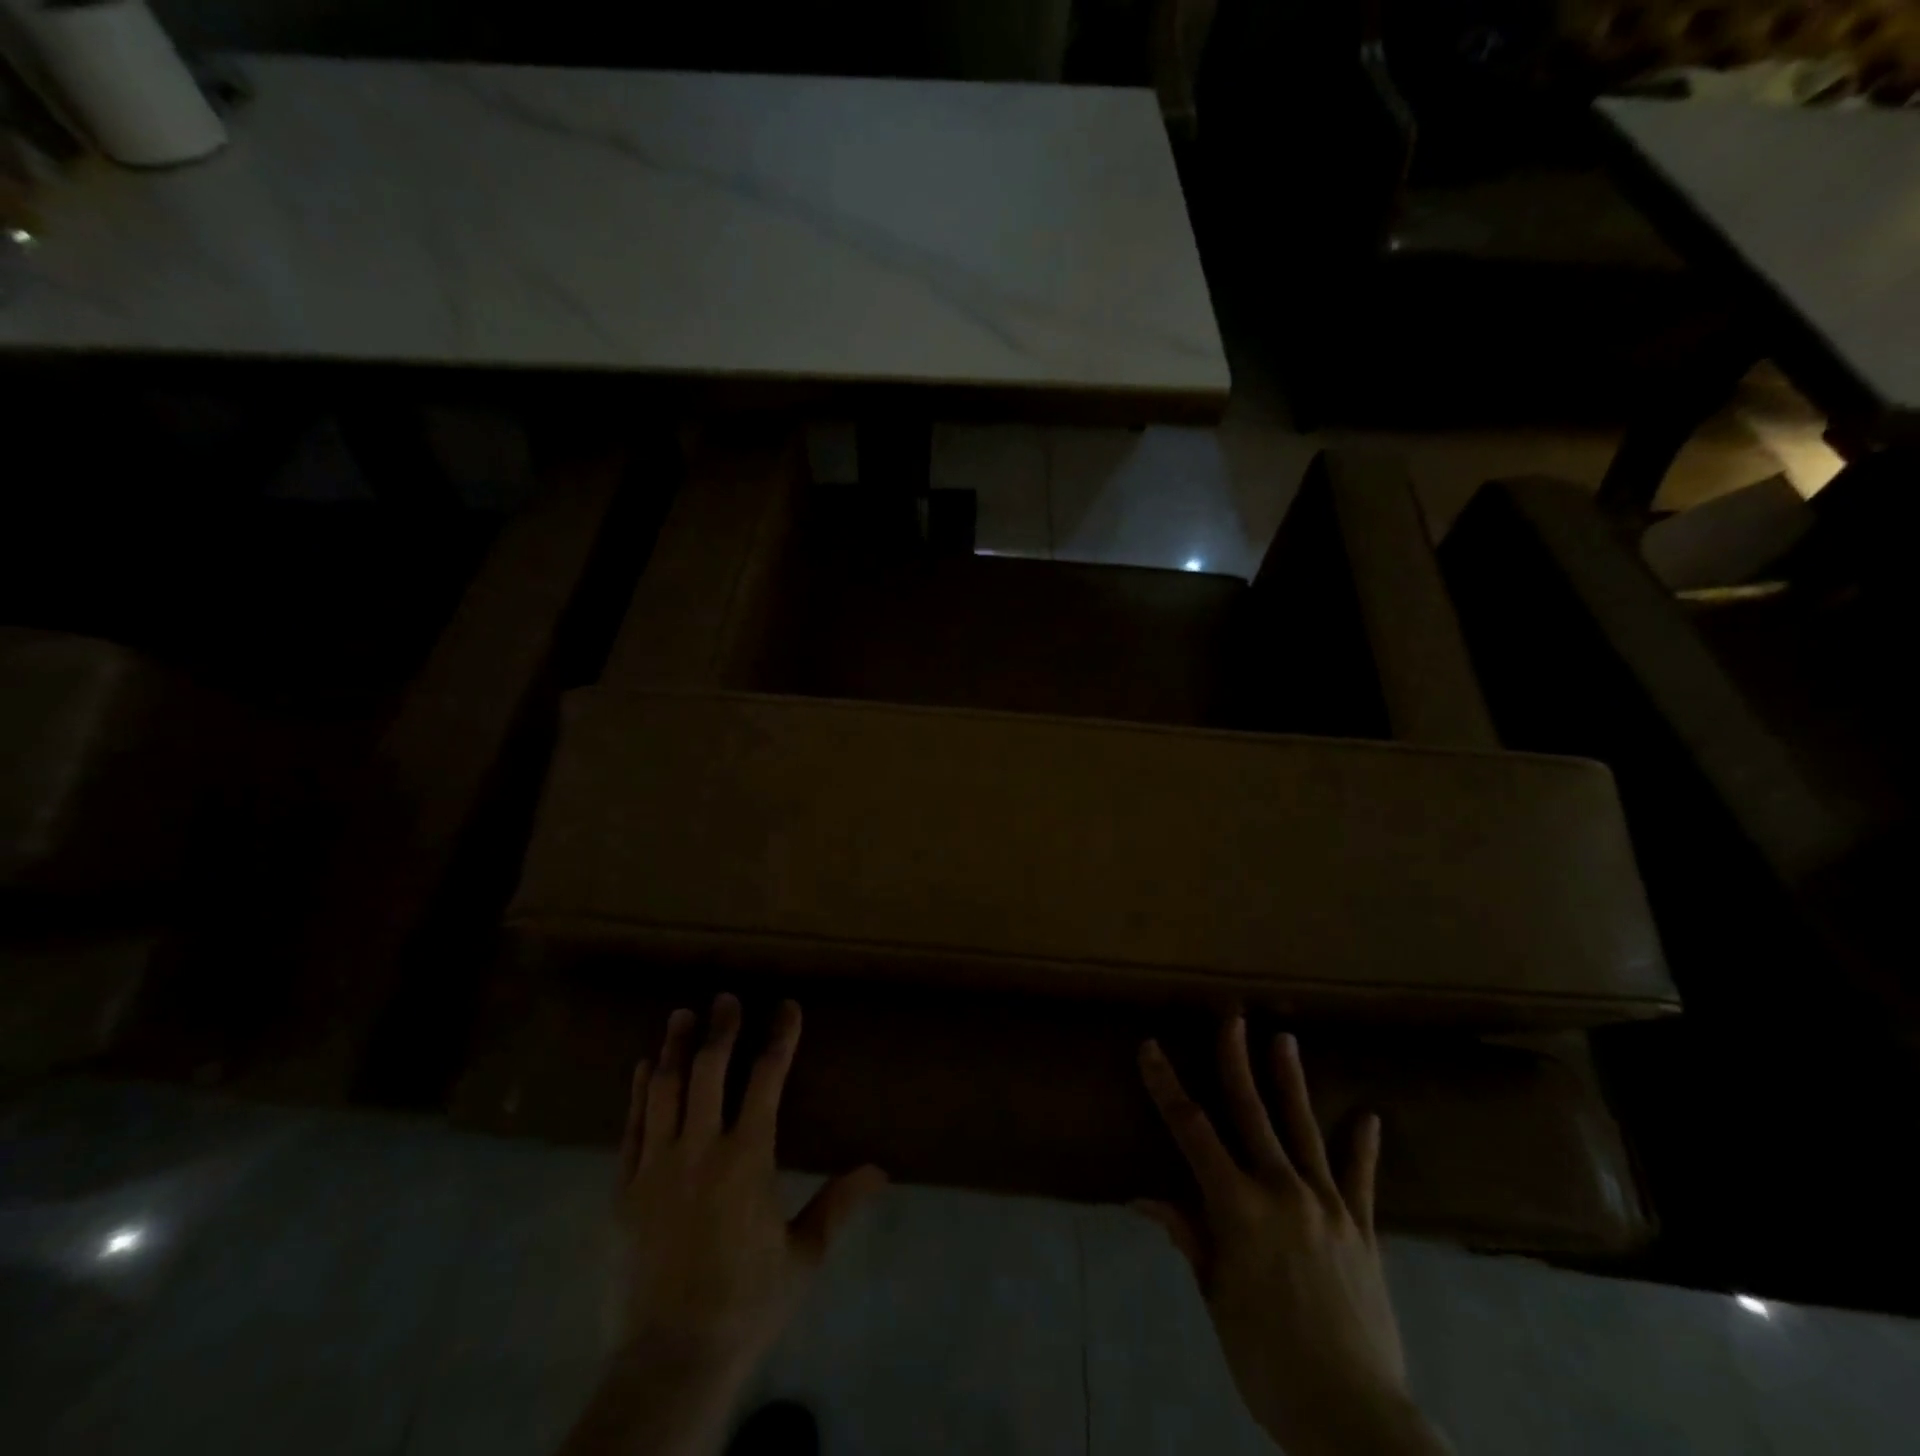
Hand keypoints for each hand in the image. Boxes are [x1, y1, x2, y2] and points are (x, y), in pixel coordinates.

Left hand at [560, 995, 885, 1455]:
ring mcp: (656, 1167)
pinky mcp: (625, 1190)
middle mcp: (699, 1150)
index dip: (779, 1037)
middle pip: (709, 1071)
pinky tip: (643, 1067)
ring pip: (665, 1090)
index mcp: (747, 1158)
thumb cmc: (746, 1302)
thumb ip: (838, 1204)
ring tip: (682, 1014)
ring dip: (675, 1047)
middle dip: (721, 1029)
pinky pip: (631, 1127)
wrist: (671, 1359)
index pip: (767, 1079)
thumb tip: (881, 1170)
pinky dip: (638, 1092)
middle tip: (727, 997)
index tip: (787, 1007)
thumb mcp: (803, 1255)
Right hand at [1137, 1021, 1449, 1455]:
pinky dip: (1363, 1148)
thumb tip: (1148, 1198)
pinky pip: (1361, 1180)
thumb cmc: (1267, 1360)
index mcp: (1238, 1207)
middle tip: (1231, 1017)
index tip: (1150, 1048)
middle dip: (1235, 1060)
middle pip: (1252, 1113)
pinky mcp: (1363, 1229)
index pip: (1191, 1131)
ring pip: (1303, 1129)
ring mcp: (1328, 1206)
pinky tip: (1369, 1117)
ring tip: (1285, 1039)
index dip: (1167, 1086)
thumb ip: (1190, 1239)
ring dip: (1290, 1082)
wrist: (1352, 1416)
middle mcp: (1282, 1191)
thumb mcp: (1217, 1299)